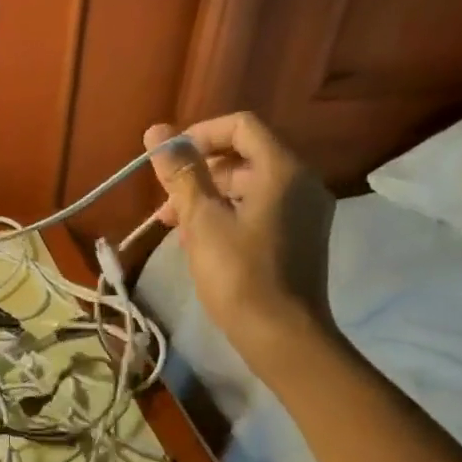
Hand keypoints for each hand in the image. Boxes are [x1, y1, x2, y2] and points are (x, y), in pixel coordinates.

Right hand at [144, 113, 338, 371]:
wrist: (281, 335)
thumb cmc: (239, 274)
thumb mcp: (202, 220)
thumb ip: (181, 173)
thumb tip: (156, 131)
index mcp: (283, 169)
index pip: (241, 126)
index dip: (199, 135)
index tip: (168, 162)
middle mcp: (302, 182)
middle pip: (244, 156)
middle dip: (199, 174)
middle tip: (165, 205)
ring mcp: (304, 212)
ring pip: (249, 187)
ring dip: (208, 198)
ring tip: (176, 229)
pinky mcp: (300, 238)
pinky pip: (260, 210)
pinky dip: (228, 216)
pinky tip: (200, 243)